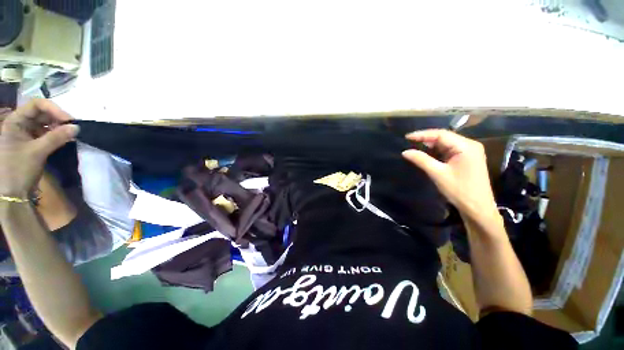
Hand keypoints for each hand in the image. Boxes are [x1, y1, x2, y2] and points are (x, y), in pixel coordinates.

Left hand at [0, 99, 78, 197]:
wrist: (13, 192)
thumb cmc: (18, 169)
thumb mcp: (37, 152)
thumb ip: (56, 138)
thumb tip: (77, 127)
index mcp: (15, 121)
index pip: (36, 105)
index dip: (53, 109)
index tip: (69, 120)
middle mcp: (20, 124)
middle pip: (42, 113)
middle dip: (58, 118)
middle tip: (74, 126)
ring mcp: (27, 134)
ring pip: (46, 123)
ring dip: (59, 126)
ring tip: (72, 133)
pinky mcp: (33, 143)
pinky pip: (47, 133)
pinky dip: (57, 134)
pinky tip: (66, 138)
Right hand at [402, 129, 496, 218]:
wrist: (477, 208)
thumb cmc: (459, 190)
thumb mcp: (437, 174)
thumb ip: (421, 160)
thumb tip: (405, 152)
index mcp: (466, 146)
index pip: (441, 134)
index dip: (422, 134)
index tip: (407, 137)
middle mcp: (470, 145)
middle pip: (444, 137)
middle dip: (426, 139)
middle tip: (409, 142)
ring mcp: (469, 152)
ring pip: (446, 144)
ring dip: (430, 146)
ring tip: (414, 147)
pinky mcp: (467, 159)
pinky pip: (449, 151)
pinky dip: (436, 152)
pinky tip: (427, 154)